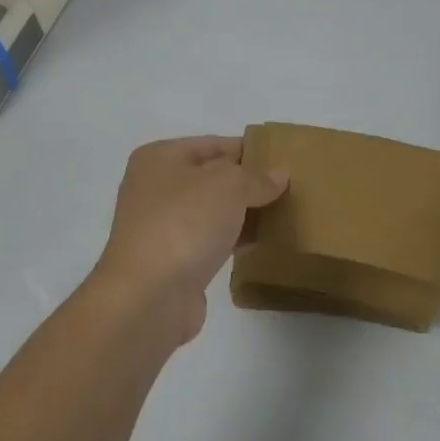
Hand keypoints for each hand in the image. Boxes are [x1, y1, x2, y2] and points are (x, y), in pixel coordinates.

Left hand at [91, 136, 287, 345]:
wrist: (149, 296)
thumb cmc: (185, 223)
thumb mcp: (229, 184)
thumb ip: (256, 176)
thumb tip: (278, 175)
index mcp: (160, 158)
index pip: (215, 144)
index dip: (250, 150)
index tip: (284, 160)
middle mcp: (155, 188)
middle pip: (213, 178)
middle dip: (249, 183)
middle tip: (290, 188)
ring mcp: (162, 226)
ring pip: (213, 211)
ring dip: (244, 213)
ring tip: (284, 214)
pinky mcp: (173, 260)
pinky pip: (211, 240)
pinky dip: (235, 239)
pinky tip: (263, 242)